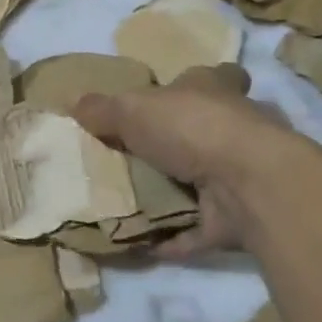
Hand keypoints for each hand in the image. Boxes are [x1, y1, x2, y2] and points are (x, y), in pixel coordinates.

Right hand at [73, 65, 307, 256]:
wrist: (248, 183)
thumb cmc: (191, 127)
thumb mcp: (132, 108)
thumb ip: (102, 109)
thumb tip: (73, 103)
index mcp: (214, 91)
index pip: (214, 77)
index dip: (195, 84)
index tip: (173, 94)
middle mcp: (233, 129)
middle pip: (205, 131)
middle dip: (177, 143)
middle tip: (132, 156)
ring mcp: (239, 176)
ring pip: (202, 181)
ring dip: (174, 193)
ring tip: (128, 201)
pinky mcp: (237, 219)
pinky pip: (197, 229)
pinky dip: (174, 239)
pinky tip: (141, 244)